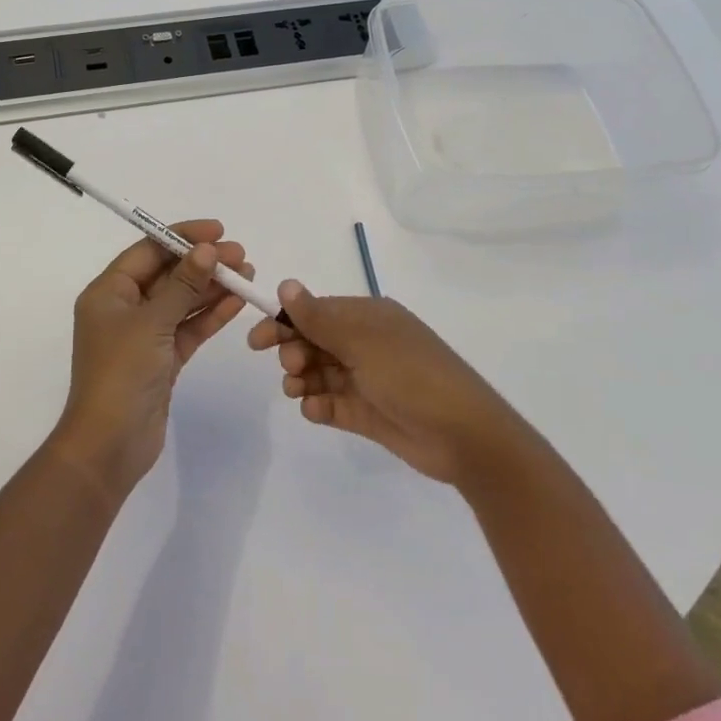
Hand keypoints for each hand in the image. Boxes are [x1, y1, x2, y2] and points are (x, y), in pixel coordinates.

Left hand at [52, 222, 251, 500]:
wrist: (109, 446)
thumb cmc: (121, 373)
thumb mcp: (152, 322)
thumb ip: (183, 285)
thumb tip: (208, 250)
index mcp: (108, 292)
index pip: (148, 251)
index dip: (182, 237)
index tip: (218, 231)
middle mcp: (124, 308)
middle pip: (168, 274)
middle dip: (203, 263)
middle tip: (241, 255)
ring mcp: (144, 335)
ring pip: (182, 301)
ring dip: (212, 287)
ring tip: (248, 273)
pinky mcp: (162, 359)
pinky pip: (188, 327)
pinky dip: (210, 314)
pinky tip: (237, 301)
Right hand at [247, 282, 516, 485]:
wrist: (464, 435)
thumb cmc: (411, 375)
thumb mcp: (362, 341)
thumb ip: (318, 317)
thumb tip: (285, 284)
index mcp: (368, 317)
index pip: (316, 311)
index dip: (284, 322)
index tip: (256, 340)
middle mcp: (365, 343)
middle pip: (313, 341)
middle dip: (293, 352)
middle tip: (290, 368)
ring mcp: (367, 379)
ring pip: (318, 372)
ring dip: (301, 379)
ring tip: (298, 391)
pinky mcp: (368, 413)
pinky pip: (331, 403)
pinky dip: (318, 405)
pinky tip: (315, 410)